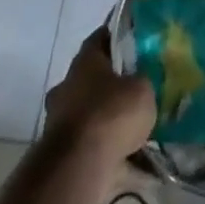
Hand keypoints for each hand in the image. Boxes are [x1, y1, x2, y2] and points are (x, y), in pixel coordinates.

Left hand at [43, 29, 154, 163]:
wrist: (80, 167)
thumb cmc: (111, 113)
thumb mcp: (142, 88)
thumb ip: (143, 81)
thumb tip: (142, 82)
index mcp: (84, 62)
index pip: (101, 37)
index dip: (118, 36)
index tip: (136, 39)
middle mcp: (67, 87)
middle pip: (94, 78)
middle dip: (115, 84)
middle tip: (141, 88)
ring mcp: (61, 122)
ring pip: (93, 115)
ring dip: (112, 121)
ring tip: (143, 129)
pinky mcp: (63, 155)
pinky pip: (95, 148)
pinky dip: (114, 154)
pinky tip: (140, 164)